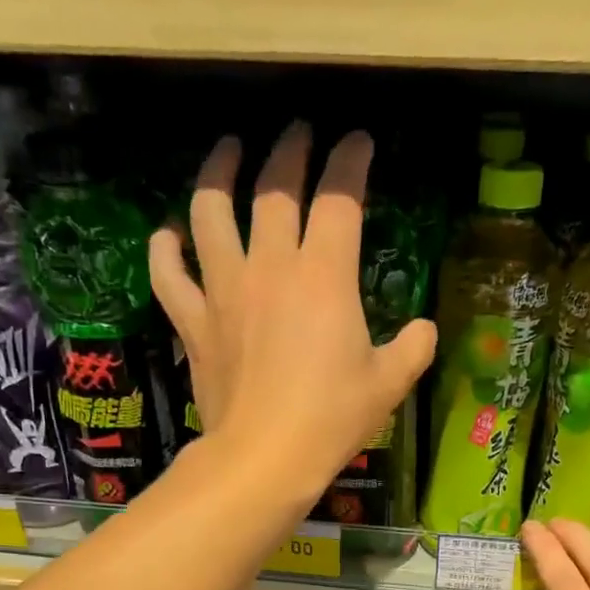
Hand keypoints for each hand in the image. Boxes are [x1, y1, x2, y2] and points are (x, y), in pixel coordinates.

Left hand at [148, 124, 435, 502]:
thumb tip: (425, 329)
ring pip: (210, 212)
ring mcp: (224, 290)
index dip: (351, 161)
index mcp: (325, 275)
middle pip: (275, 188)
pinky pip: (169, 274)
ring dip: (217, 173)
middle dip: (290, 150)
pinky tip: (168, 234)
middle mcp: (271, 267)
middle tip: (298, 132)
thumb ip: (414, 348)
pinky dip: (165, 249)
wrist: (263, 458)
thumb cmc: (331, 420)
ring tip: (227, 152)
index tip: (359, 142)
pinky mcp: (194, 322)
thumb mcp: (389, 385)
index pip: (340, 197)